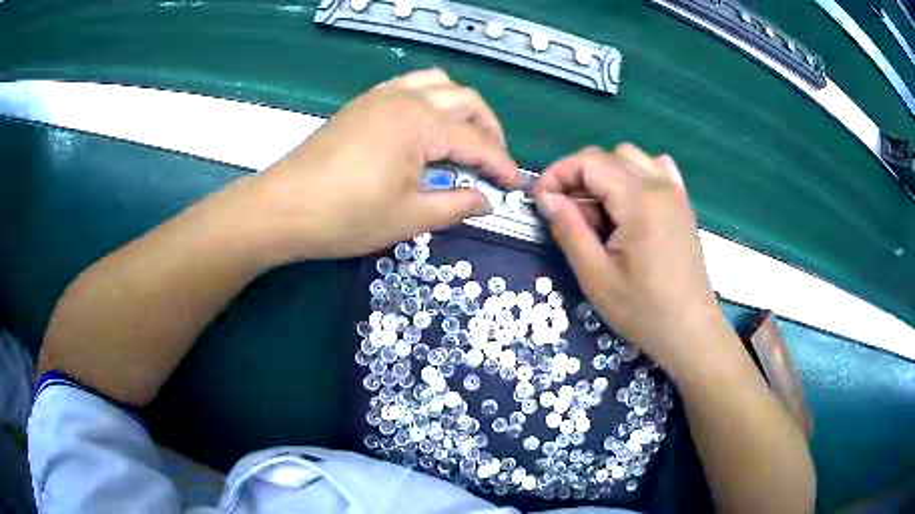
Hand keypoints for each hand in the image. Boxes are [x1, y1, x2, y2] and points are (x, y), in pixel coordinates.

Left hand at [244, 69, 518, 262]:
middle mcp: (406, 98)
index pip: (477, 141)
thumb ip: (456, 205)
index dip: (500, 164)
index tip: (515, 185)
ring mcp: (381, 96)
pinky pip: (410, 85)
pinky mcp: (363, 103)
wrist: (283, 207)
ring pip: (438, 84)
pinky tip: (428, 126)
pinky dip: (432, 99)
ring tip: (466, 137)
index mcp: (421, 123)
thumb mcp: (409, 217)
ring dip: (461, 107)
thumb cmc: (346, 216)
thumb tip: (486, 199)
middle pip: (465, 100)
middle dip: (489, 129)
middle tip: (494, 161)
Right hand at [533, 145, 727, 373]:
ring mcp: (675, 193)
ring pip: (632, 158)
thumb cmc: (644, 310)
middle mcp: (659, 185)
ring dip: (606, 175)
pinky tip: (630, 203)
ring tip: (599, 212)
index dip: (557, 174)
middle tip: (568, 214)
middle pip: (608, 156)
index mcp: (638, 200)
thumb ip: (569, 230)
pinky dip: (636, 175)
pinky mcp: (683, 206)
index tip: (541, 201)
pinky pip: (657, 170)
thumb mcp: (596, 277)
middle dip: (579, 176)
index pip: (589, 161)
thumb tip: (546, 198)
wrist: (691, 332)